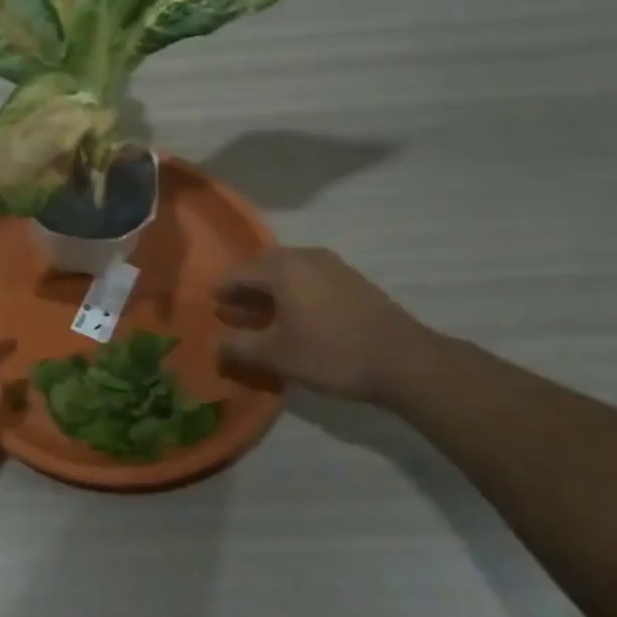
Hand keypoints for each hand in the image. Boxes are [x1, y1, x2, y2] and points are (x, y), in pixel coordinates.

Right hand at [215, 246, 432, 404]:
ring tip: (265, 318)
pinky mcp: (352, 278)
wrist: (405, 360)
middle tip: (235, 313)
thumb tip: (212, 342)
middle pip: (261, 266)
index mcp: (280, 268)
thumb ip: (238, 346)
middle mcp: (303, 256)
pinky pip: (308, 277)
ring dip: (270, 290)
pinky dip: (294, 291)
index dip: (220, 293)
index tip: (211, 310)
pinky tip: (297, 317)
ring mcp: (331, 264)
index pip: (236, 273)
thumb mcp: (276, 355)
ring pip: (287, 270)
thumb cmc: (331, 353)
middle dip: (245, 288)